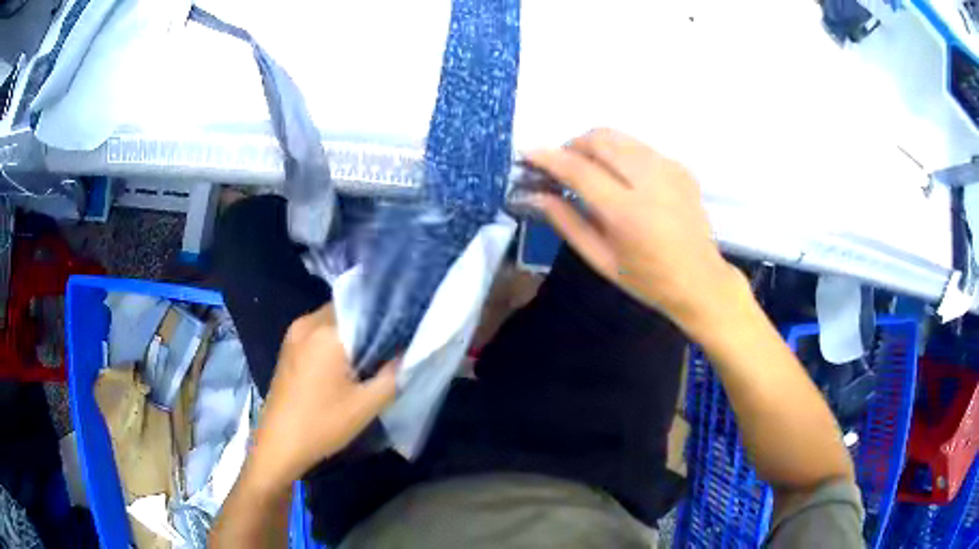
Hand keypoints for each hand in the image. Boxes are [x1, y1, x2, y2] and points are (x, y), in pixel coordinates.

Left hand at [247, 304, 398, 492]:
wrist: (279, 446)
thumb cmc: (322, 424)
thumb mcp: (366, 405)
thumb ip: (393, 375)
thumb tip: (407, 353)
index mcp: (325, 332)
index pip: (365, 306)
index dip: (388, 317)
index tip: (407, 330)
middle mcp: (307, 323)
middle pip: (347, 311)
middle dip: (370, 325)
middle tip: (393, 345)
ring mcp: (294, 334)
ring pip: (333, 321)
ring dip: (353, 334)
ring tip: (374, 355)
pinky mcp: (288, 347)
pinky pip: (319, 332)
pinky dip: (336, 341)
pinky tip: (348, 363)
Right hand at [526, 128, 742, 331]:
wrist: (699, 279)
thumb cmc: (647, 278)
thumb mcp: (601, 259)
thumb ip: (567, 223)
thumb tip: (537, 194)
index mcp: (627, 212)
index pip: (579, 170)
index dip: (549, 158)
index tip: (528, 153)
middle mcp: (650, 181)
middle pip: (600, 139)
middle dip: (572, 145)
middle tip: (562, 165)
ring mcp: (669, 169)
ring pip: (620, 137)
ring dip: (595, 145)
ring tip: (589, 168)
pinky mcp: (680, 167)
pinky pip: (639, 147)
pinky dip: (620, 153)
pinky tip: (621, 177)